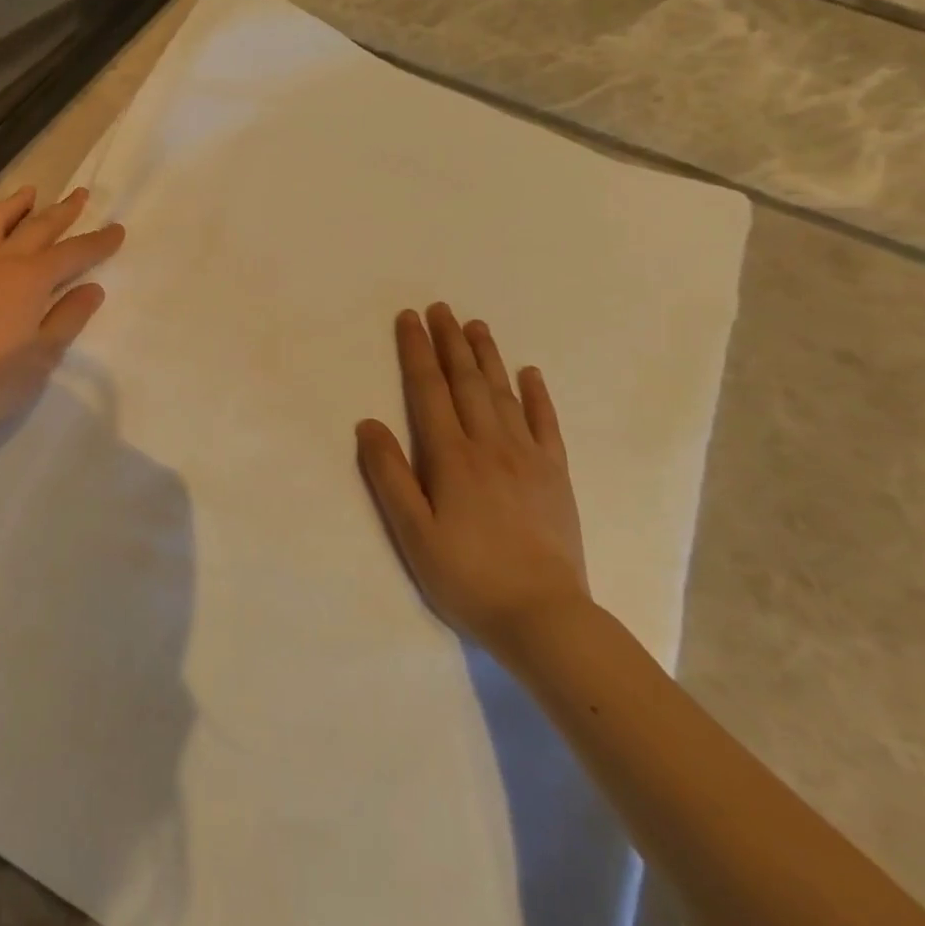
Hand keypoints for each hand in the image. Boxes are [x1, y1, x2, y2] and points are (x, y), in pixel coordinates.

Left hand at [0, 185, 124, 446]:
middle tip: (81, 195)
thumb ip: (69, 315)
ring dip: (17, 205)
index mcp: (29, 278)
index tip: (117, 230)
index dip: (97, 242)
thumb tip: (92, 288)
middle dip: (62, 211)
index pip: (72, 253)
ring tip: (31, 192)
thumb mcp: (45, 352)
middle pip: (37, 228)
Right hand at [355, 304, 591, 657]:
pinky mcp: (555, 476)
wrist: (544, 618)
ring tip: (475, 326)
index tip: (409, 319)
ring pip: (503, 394)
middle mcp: (489, 445)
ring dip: (487, 357)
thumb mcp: (412, 532)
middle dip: (450, 342)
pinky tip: (530, 373)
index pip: (428, 390)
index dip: (416, 352)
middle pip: (466, 382)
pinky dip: (536, 395)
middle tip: (440, 308)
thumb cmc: (466, 576)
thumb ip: (389, 475)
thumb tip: (369, 423)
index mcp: (451, 457)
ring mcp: (528, 458)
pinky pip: (546, 424)